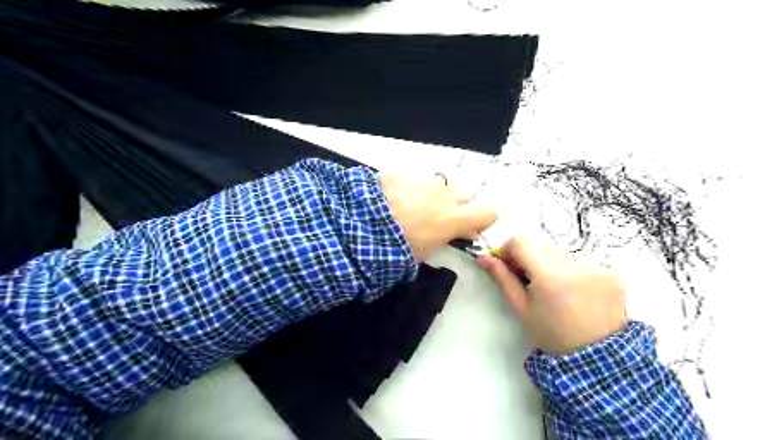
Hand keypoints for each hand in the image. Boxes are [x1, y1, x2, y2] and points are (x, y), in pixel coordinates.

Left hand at [381, 172, 494, 261]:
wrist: (359, 225)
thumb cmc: (396, 247)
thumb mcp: (427, 251)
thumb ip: (449, 238)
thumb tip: (464, 233)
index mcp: (453, 217)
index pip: (489, 212)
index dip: (482, 220)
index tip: (469, 228)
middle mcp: (444, 194)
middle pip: (465, 194)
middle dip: (458, 205)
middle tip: (438, 218)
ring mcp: (424, 180)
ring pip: (441, 184)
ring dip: (434, 195)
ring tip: (412, 207)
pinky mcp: (403, 173)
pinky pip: (416, 179)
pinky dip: (411, 188)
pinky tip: (393, 198)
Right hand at [477, 238, 624, 354]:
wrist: (597, 359)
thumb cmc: (551, 334)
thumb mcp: (521, 308)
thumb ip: (503, 278)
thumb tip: (483, 257)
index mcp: (550, 277)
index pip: (521, 241)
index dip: (508, 248)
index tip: (507, 264)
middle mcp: (575, 265)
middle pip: (540, 243)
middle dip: (528, 255)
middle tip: (526, 277)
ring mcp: (597, 267)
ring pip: (559, 250)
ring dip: (548, 261)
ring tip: (552, 287)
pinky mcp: (611, 272)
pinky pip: (580, 260)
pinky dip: (569, 269)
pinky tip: (572, 290)